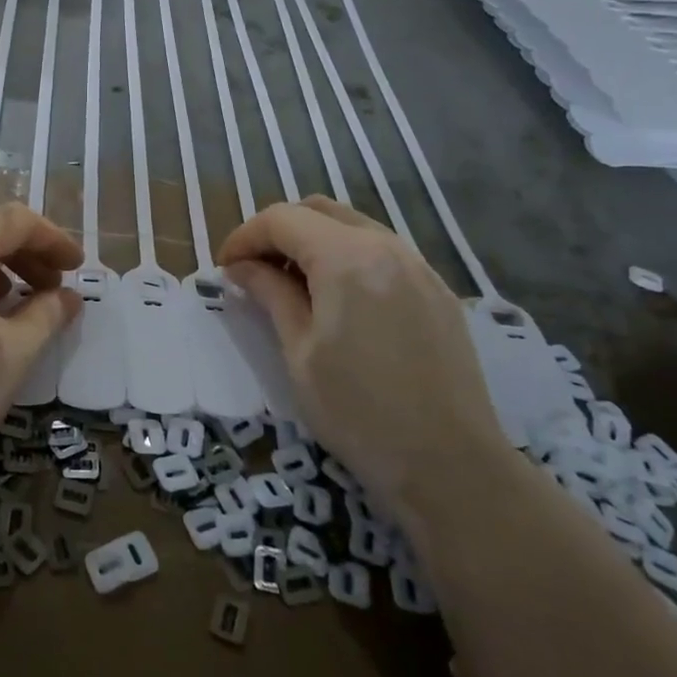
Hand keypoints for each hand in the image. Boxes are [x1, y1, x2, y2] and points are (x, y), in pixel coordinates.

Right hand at [217, 196, 507, 505]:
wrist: (451, 466)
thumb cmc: (358, 412)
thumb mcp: (299, 353)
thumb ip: (270, 296)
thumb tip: (241, 268)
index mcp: (346, 257)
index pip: (281, 219)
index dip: (244, 237)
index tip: (225, 269)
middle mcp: (386, 246)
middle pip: (318, 210)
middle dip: (278, 232)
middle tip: (255, 272)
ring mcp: (419, 266)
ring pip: (352, 226)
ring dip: (313, 241)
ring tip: (292, 286)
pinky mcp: (437, 291)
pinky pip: (382, 252)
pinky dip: (347, 258)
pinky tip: (338, 301)